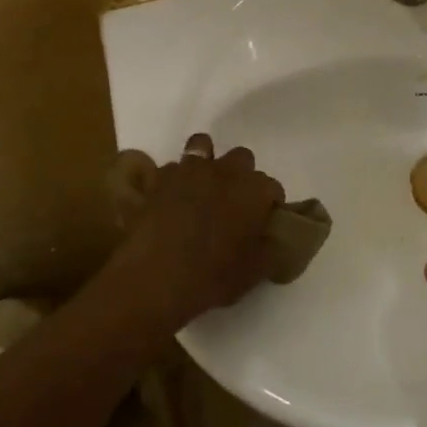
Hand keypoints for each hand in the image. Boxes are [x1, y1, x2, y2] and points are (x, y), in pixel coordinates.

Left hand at [117, 134, 284, 325]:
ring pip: (204, 146)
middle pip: (243, 158)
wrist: (152, 279)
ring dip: (208, 163)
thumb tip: (274, 241)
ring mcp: (190, 170)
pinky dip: (176, 179)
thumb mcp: (252, 273)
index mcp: (254, 190)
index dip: (270, 205)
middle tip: (234, 204)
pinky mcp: (159, 178)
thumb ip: (270, 250)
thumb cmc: (210, 277)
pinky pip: (173, 168)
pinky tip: (172, 200)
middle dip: (242, 176)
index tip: (263, 223)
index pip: (273, 188)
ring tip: (203, 188)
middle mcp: (226, 171)